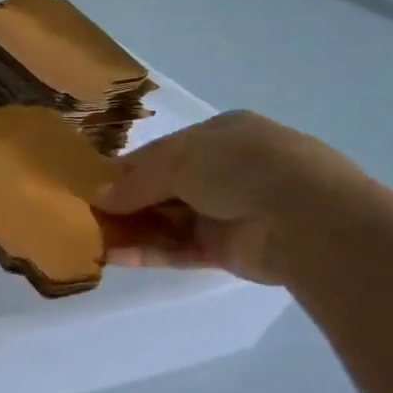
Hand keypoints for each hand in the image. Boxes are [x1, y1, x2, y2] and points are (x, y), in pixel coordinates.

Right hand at [96, 111, 372, 284]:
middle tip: (84, 215)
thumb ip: (134, 181)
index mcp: (222, 135)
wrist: (307, 218)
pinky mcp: (229, 250)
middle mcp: (226, 171)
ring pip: (168, 220)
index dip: (126, 168)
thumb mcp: (176, 161)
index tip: (90, 185)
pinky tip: (113, 257)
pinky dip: (148, 252)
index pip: (162, 152)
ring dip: (131, 229)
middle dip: (125, 202)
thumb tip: (99, 198)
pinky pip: (180, 249)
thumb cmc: (239, 167)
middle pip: (163, 188)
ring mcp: (229, 211)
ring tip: (90, 239)